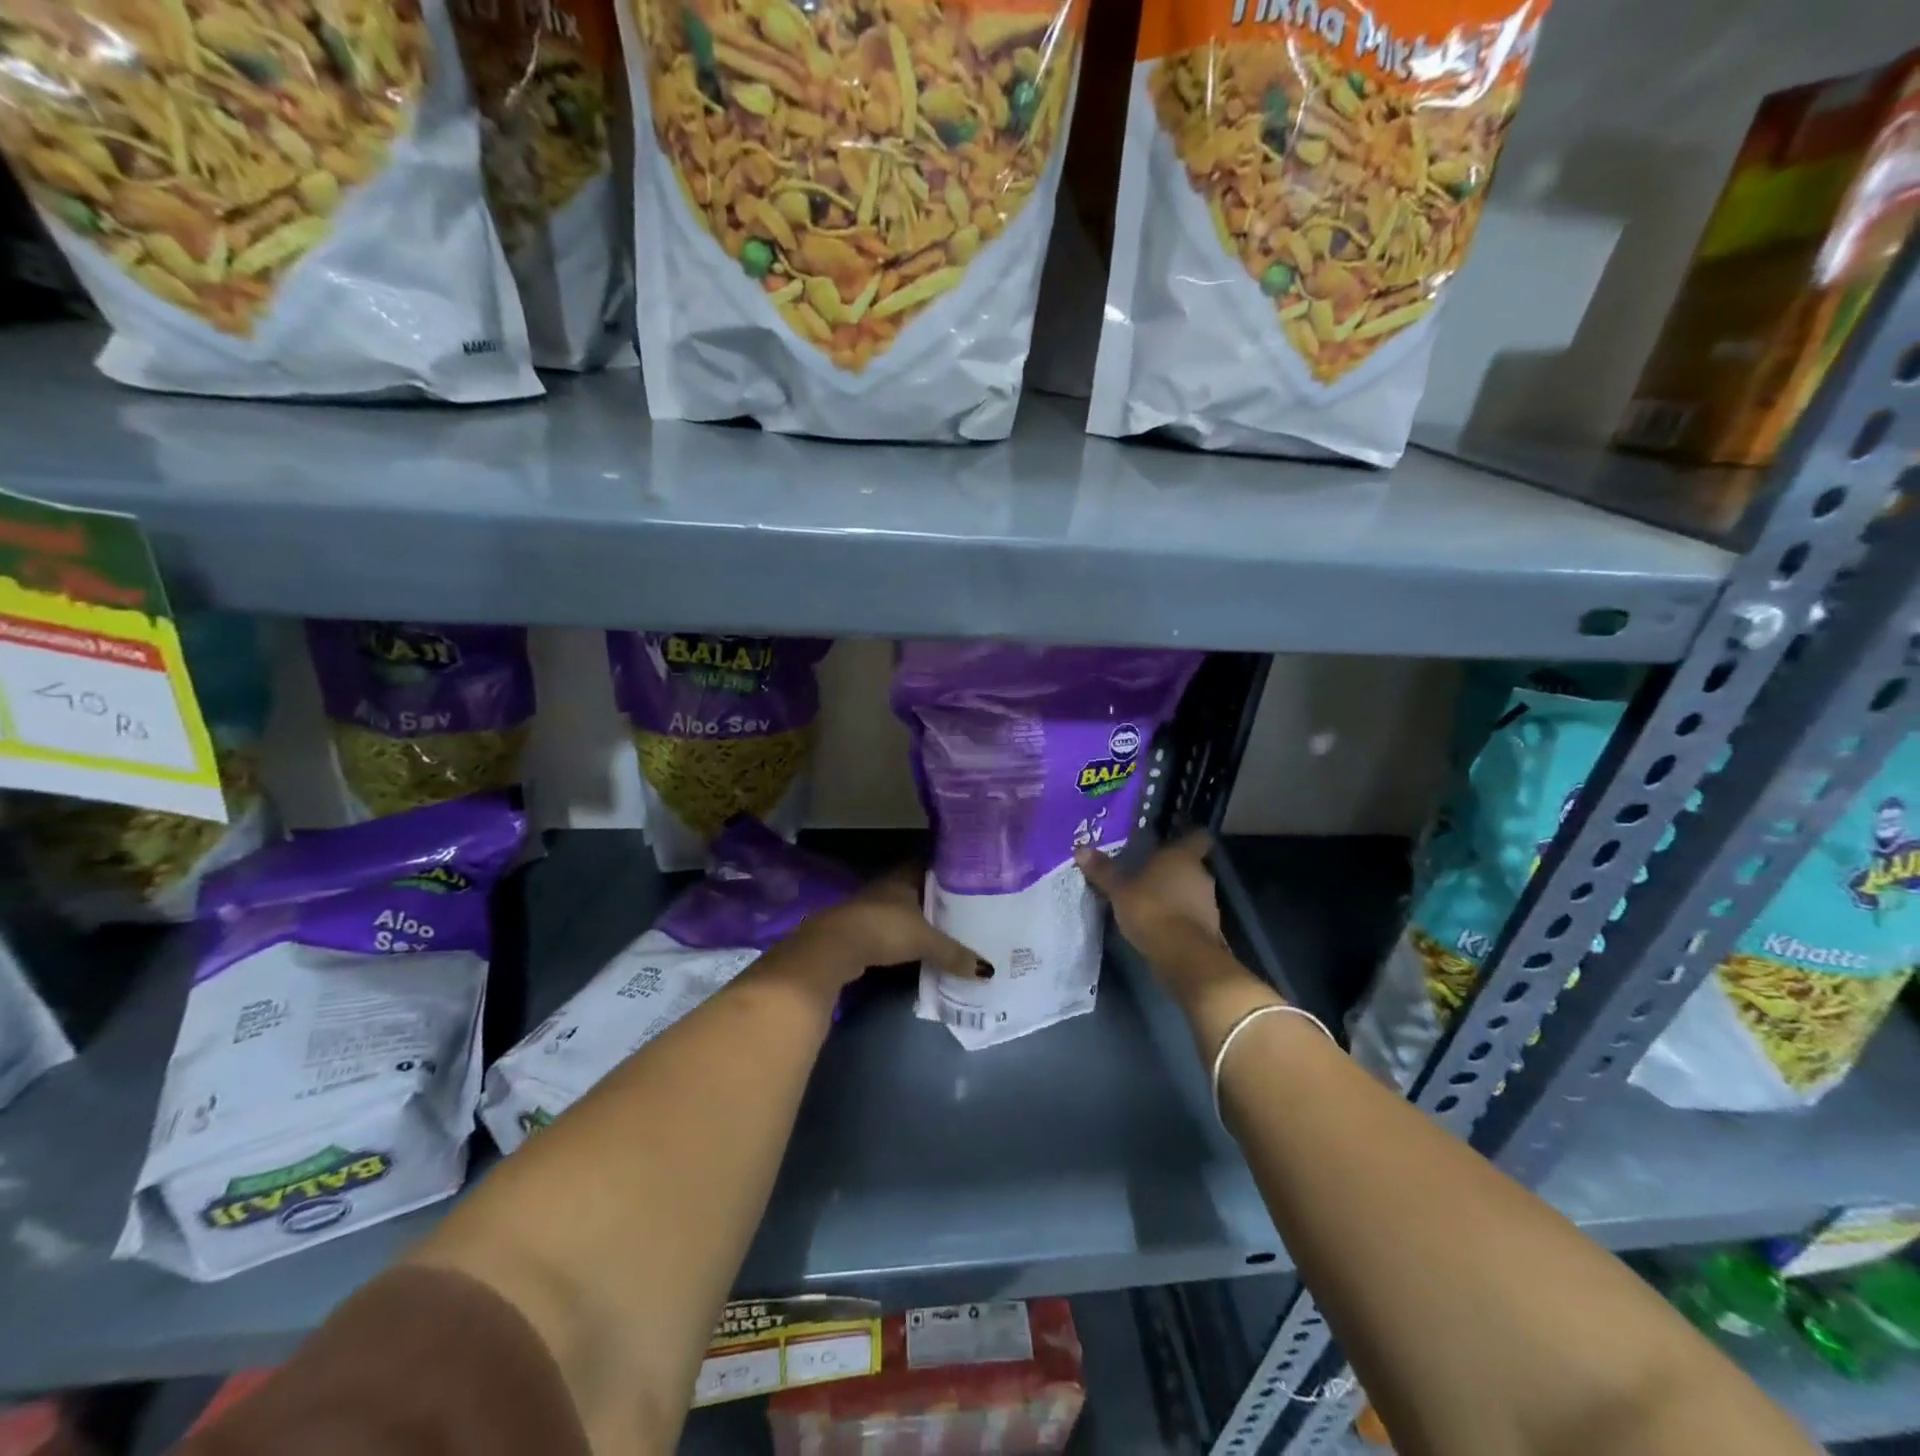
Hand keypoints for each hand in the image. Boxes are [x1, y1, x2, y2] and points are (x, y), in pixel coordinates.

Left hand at [785, 867, 991, 994]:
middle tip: (962, 909)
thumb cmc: (883, 929)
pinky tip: (916, 948)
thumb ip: (954, 953)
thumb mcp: (925, 941)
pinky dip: (902, 937)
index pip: (928, 866)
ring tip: (944, 930)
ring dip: (917, 920)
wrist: (833, 947)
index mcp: (903, 878)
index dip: (946, 872)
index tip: (966, 880)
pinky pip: (889, 930)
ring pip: (901, 910)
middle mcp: (886, 887)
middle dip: (934, 899)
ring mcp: (870, 908)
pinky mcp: (860, 931)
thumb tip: (988, 970)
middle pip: (916, 889)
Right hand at [1076, 833, 1234, 998]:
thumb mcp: (1119, 889)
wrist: (1183, 956)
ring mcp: (1208, 903)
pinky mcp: (1208, 928)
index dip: (1187, 834)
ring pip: (1191, 890)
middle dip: (1172, 868)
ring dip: (1175, 893)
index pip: (1197, 836)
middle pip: (1190, 865)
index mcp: (1183, 857)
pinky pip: (1191, 914)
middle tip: (1147, 870)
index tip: (1173, 835)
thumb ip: (1103, 870)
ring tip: (1149, 898)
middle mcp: (1201, 874)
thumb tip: (1080, 848)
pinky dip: (1178, 916)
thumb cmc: (1152, 909)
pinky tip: (1158, 922)